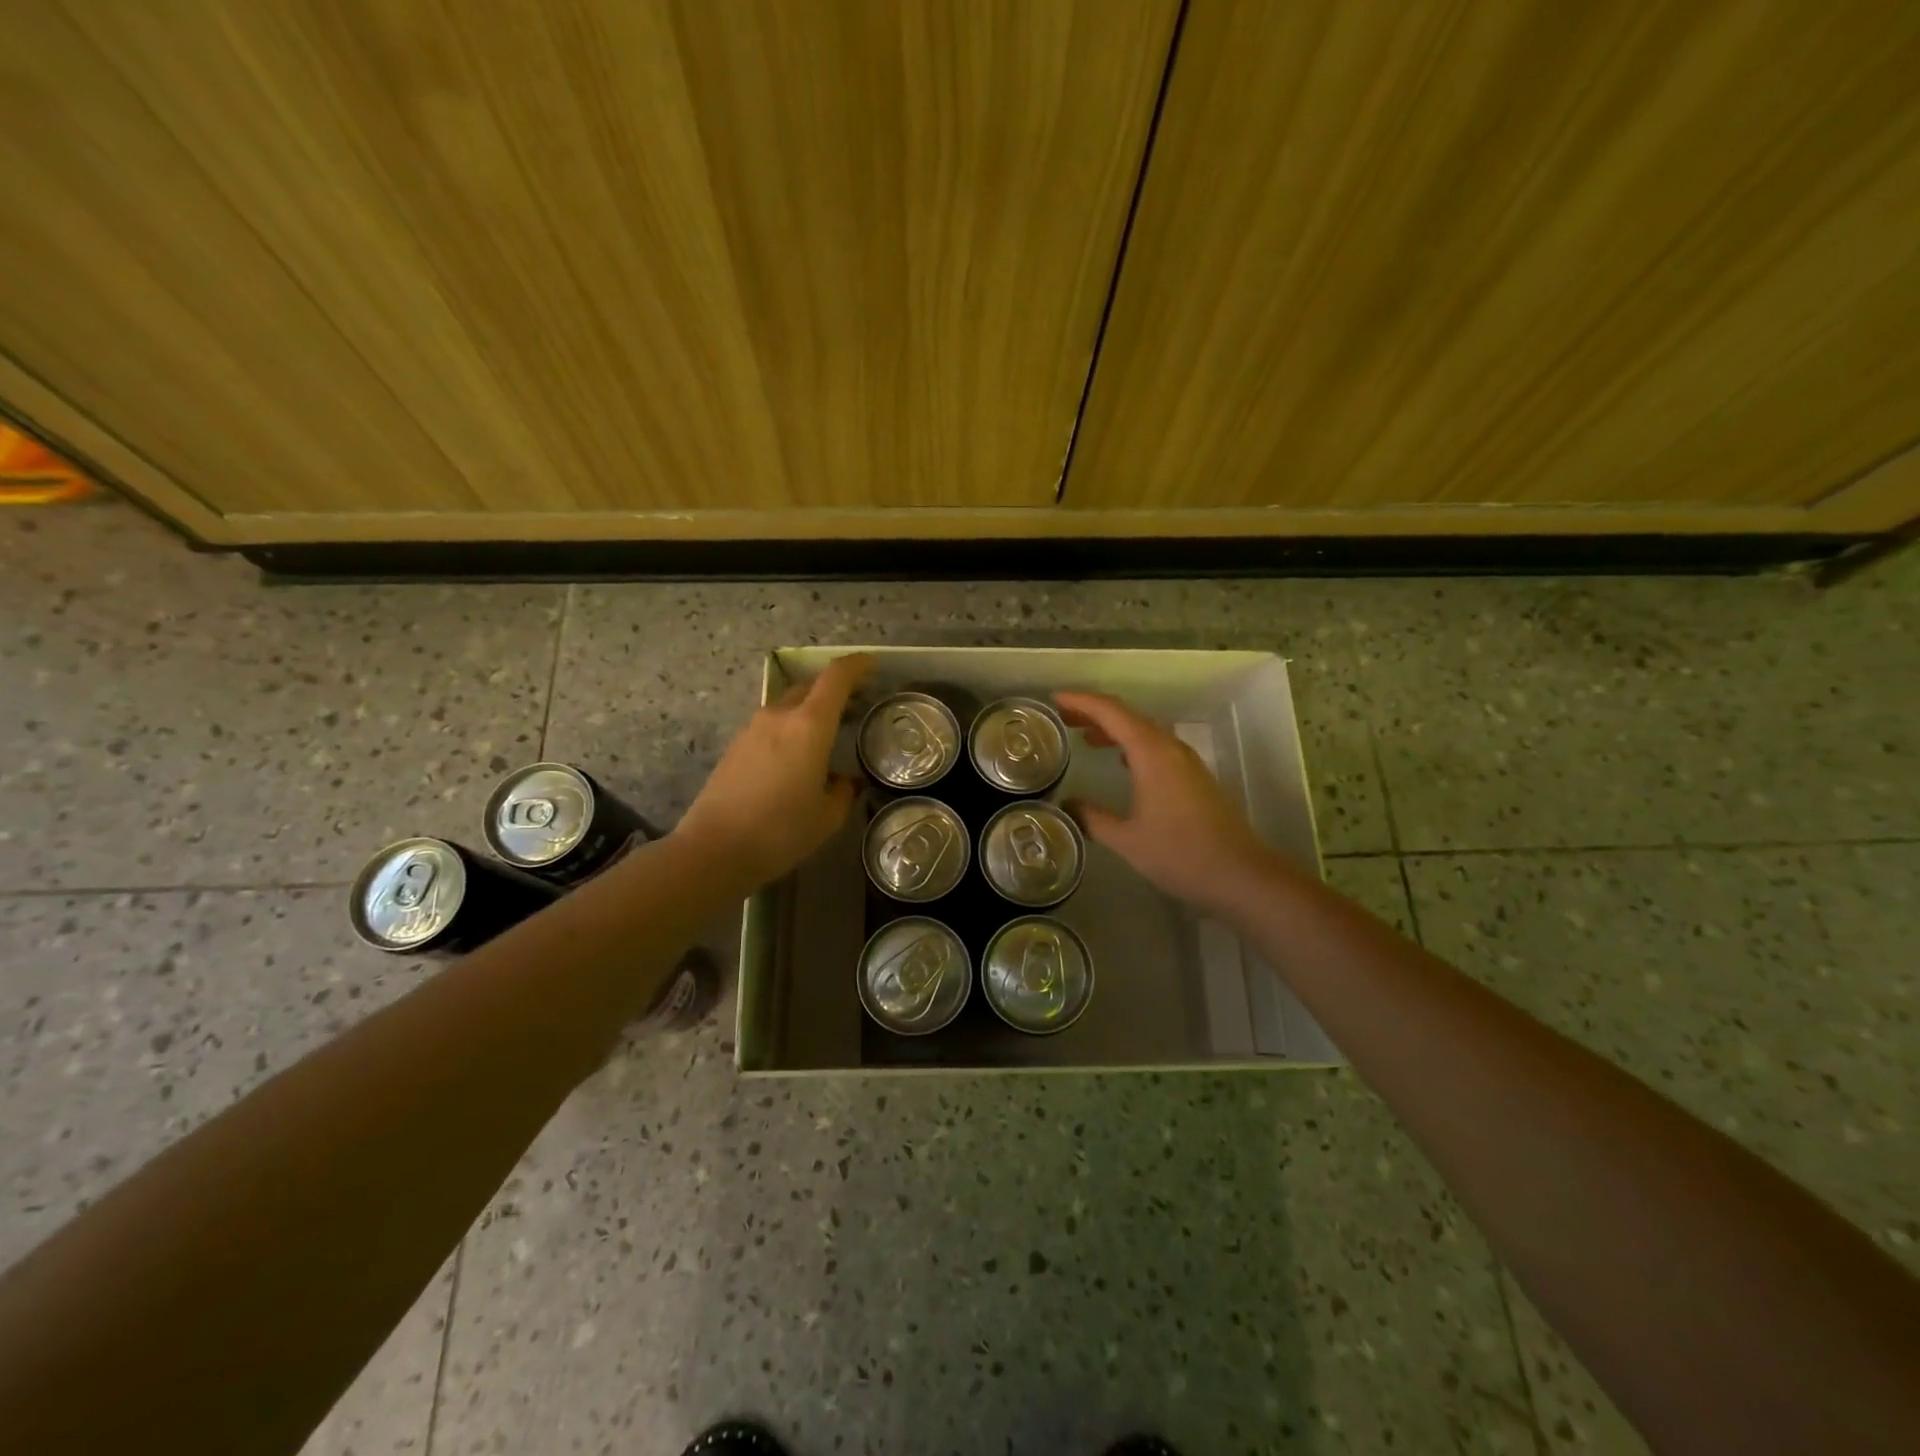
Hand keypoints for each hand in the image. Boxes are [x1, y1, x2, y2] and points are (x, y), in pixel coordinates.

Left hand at [675, 654, 874, 887]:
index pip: (836, 677)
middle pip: (810, 687)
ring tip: (826, 736)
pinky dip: (789, 730)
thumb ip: (844, 792)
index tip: (872, 666)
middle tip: (855, 706)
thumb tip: (847, 781)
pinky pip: (771, 726)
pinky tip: (795, 760)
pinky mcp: (735, 747)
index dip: (857, 665)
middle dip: (834, 689)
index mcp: (809, 725)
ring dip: (809, 711)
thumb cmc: (781, 831)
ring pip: (788, 706)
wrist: (714, 850)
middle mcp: (779, 716)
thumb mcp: (827, 817)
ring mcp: (752, 729)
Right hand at [1055, 690, 1277, 915]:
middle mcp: (1170, 748)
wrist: (1240, 875)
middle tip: (1063, 717)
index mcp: (1151, 753)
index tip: (1056, 699)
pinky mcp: (1194, 777)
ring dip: (1115, 728)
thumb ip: (1093, 818)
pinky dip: (1132, 744)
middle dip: (1095, 712)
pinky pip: (1156, 746)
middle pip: (1129, 716)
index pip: (1112, 712)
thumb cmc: (1180, 854)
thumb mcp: (1127, 840)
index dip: (1082, 701)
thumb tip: (1067, 805)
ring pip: (1144, 731)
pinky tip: (1120, 760)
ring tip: (1084, 736)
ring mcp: (1186, 762)